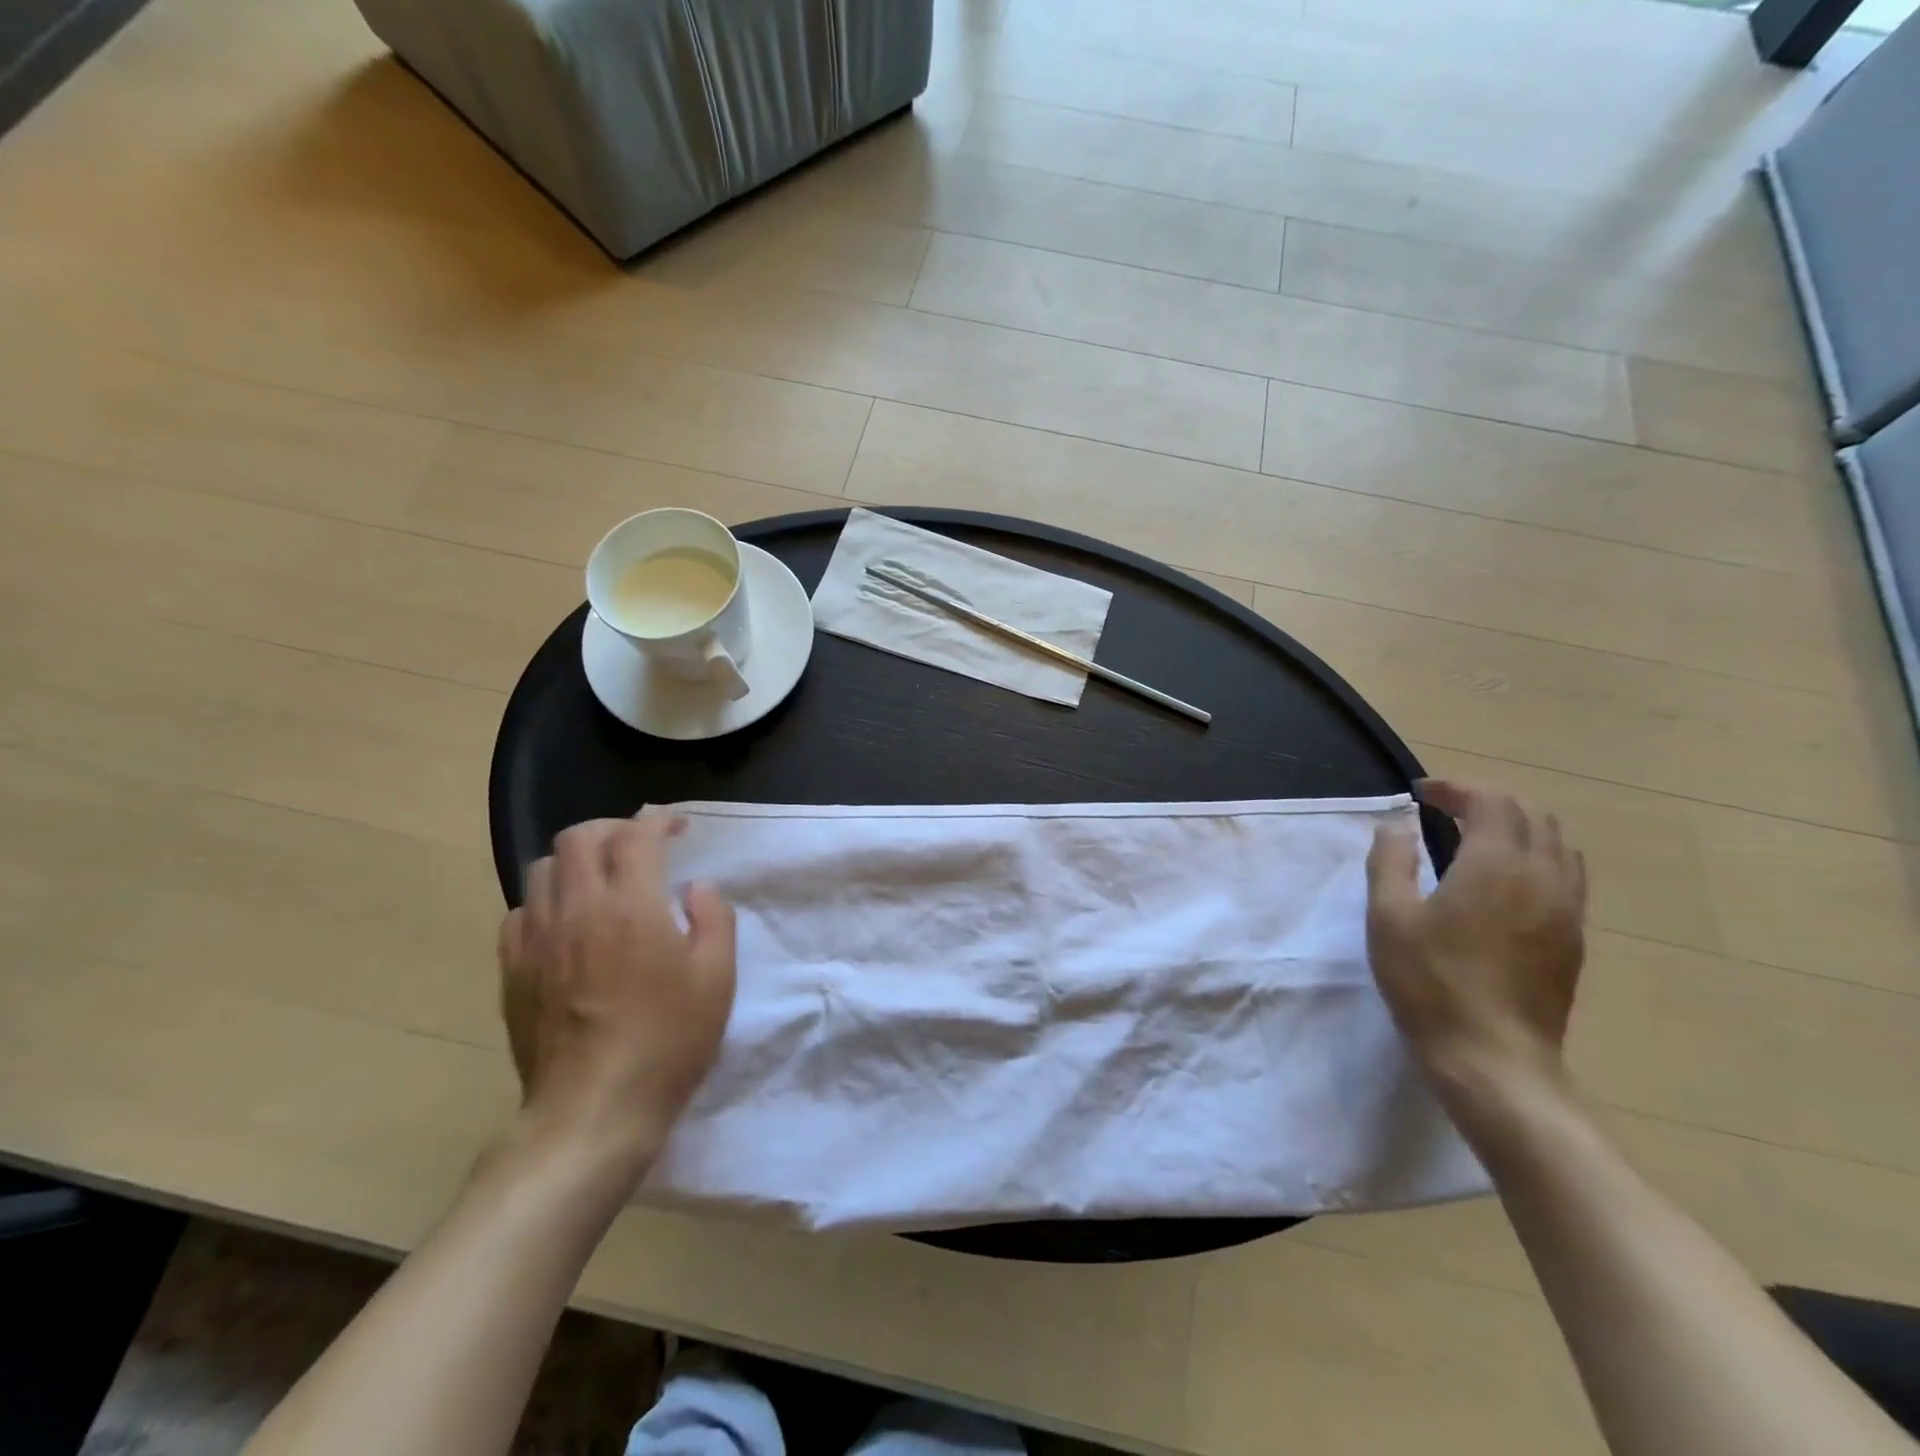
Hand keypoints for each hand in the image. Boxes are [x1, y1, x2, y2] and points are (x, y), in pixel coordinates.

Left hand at [497, 815, 736, 1178]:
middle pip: (579, 837)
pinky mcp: (513, 970)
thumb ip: (714, 919)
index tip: (677, 825)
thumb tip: (695, 888)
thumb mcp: (717, 979)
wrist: (593, 1111)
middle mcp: (577, 909)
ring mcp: (537, 939)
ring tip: (601, 879)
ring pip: (543, 868)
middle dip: (613, 828)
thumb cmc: (667, 1041)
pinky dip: (547, 900)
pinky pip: (521, 911)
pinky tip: (567, 923)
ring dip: (577, 860)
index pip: (637, 835)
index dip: (659, 819)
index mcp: (631, 906)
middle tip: (639, 845)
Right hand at [1366, 780, 1586, 1098]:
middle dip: (1486, 801)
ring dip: (1516, 827)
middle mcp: (1542, 876)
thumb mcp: (1389, 917)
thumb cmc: (1430, 982)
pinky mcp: (1573, 938)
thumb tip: (1395, 826)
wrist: (1492, 1058)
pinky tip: (1506, 881)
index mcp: (1496, 865)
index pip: (1490, 801)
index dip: (1454, 788)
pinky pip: (1566, 876)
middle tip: (1443, 810)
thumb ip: (1390, 862)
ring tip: (1476, 838)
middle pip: (1529, 814)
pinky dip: (1536, 857)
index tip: (1418, 793)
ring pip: (1555, 843)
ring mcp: (1566, 909)